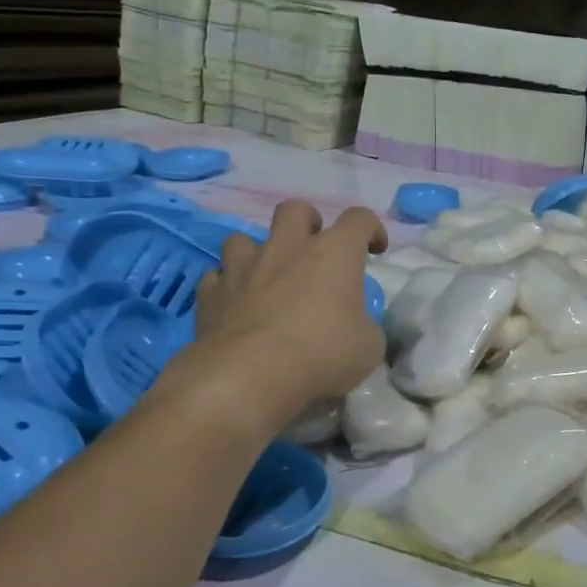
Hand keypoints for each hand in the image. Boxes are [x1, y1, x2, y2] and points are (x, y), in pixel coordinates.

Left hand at [178, 200, 387, 428]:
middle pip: (295, 210)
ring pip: (243, 238)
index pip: (359, 220)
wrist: (249, 376)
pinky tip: (235, 306)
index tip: (375, 250)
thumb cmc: (322, 354)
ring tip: (267, 277)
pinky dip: (227, 287)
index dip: (371, 229)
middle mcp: (287, 249)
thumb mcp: (368, 346)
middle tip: (315, 249)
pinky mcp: (210, 295)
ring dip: (257, 253)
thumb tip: (355, 326)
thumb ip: (364, 326)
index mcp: (334, 253)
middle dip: (308, 222)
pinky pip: (216, 278)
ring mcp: (243, 268)